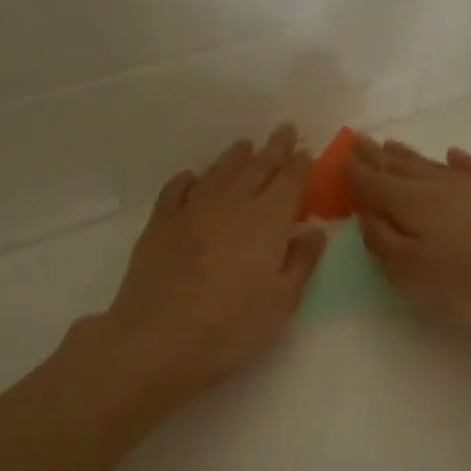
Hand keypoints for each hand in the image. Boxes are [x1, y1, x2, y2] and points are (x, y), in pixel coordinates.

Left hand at [94, 124, 326, 407]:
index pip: (289, 182)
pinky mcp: (159, 225)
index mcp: (266, 222)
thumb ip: (300, 263)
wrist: (156, 340)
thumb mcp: (280, 304)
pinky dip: (188, 180)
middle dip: (274, 148)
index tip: (307, 150)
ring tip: (245, 146)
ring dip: (235, 157)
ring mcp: (190, 211)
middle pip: (256, 168)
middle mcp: (230, 205)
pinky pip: (176, 191)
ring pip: (218, 172)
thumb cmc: (229, 329)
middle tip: (284, 130)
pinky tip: (192, 177)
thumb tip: (314, 231)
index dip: (300, 164)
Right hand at [347, 136, 470, 334]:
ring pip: (433, 165)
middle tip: (359, 140)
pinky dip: (458, 161)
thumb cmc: (468, 284)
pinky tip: (454, 155)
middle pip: (400, 167)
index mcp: (410, 203)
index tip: (340, 155)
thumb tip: (367, 214)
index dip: (354, 171)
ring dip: (409, 155)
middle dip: (377, 155)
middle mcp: (439, 186)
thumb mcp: (410, 273)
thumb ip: (383, 241)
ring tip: (392, 144)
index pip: (373, 182)